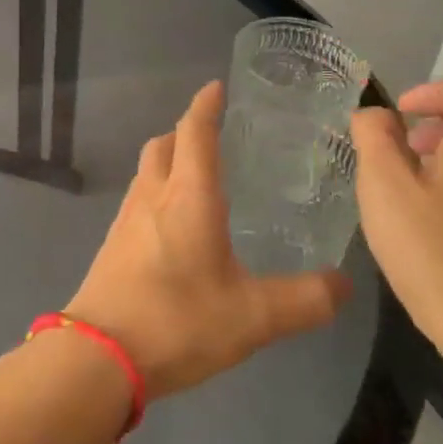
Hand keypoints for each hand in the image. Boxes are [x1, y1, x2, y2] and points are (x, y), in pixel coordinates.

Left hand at [66, 82, 352, 400]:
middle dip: (185, 132)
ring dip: (169, 163)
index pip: (195, 133)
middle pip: (163, 145)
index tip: (216, 87)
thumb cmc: (177, 321)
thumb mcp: (253, 316)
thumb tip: (343, 285)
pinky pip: (137, 203)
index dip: (205, 106)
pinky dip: (157, 195)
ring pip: (147, 173)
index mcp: (187, 196)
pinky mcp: (113, 246)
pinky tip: (174, 228)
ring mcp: (125, 220)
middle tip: (214, 137)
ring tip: (198, 180)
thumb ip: (304, 300)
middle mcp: (152, 197)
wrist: (99, 356)